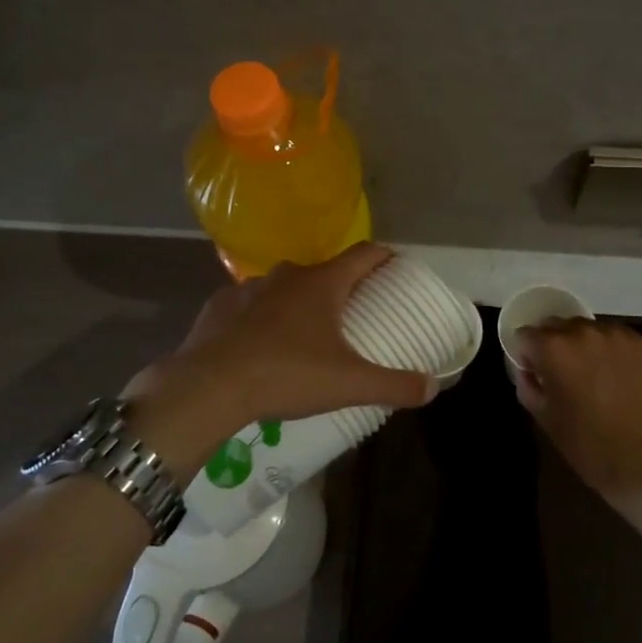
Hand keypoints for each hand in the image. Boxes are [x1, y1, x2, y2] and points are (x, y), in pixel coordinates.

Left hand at [123, 244, 435, 467]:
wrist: (209, 386)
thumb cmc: (287, 375)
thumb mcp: (349, 384)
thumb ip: (394, 384)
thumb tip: (432, 388)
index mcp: (323, 284)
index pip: (364, 254)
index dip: (384, 257)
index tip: (396, 265)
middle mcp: (287, 275)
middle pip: (324, 271)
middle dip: (341, 286)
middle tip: (353, 311)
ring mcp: (249, 287)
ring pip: (284, 287)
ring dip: (298, 301)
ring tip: (305, 332)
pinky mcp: (220, 305)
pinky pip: (249, 305)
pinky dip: (261, 317)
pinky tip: (260, 343)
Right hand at [511, 319, 641, 503]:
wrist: (641, 459)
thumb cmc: (585, 442)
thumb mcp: (543, 415)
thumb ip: (527, 383)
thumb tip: (528, 370)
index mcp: (553, 348)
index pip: (526, 335)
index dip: (526, 355)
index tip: (535, 373)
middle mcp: (582, 331)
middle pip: (555, 325)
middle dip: (552, 344)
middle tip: (562, 373)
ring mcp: (614, 335)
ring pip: (585, 328)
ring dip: (581, 344)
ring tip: (591, 373)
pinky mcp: (639, 343)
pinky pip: (612, 336)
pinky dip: (607, 348)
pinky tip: (614, 373)